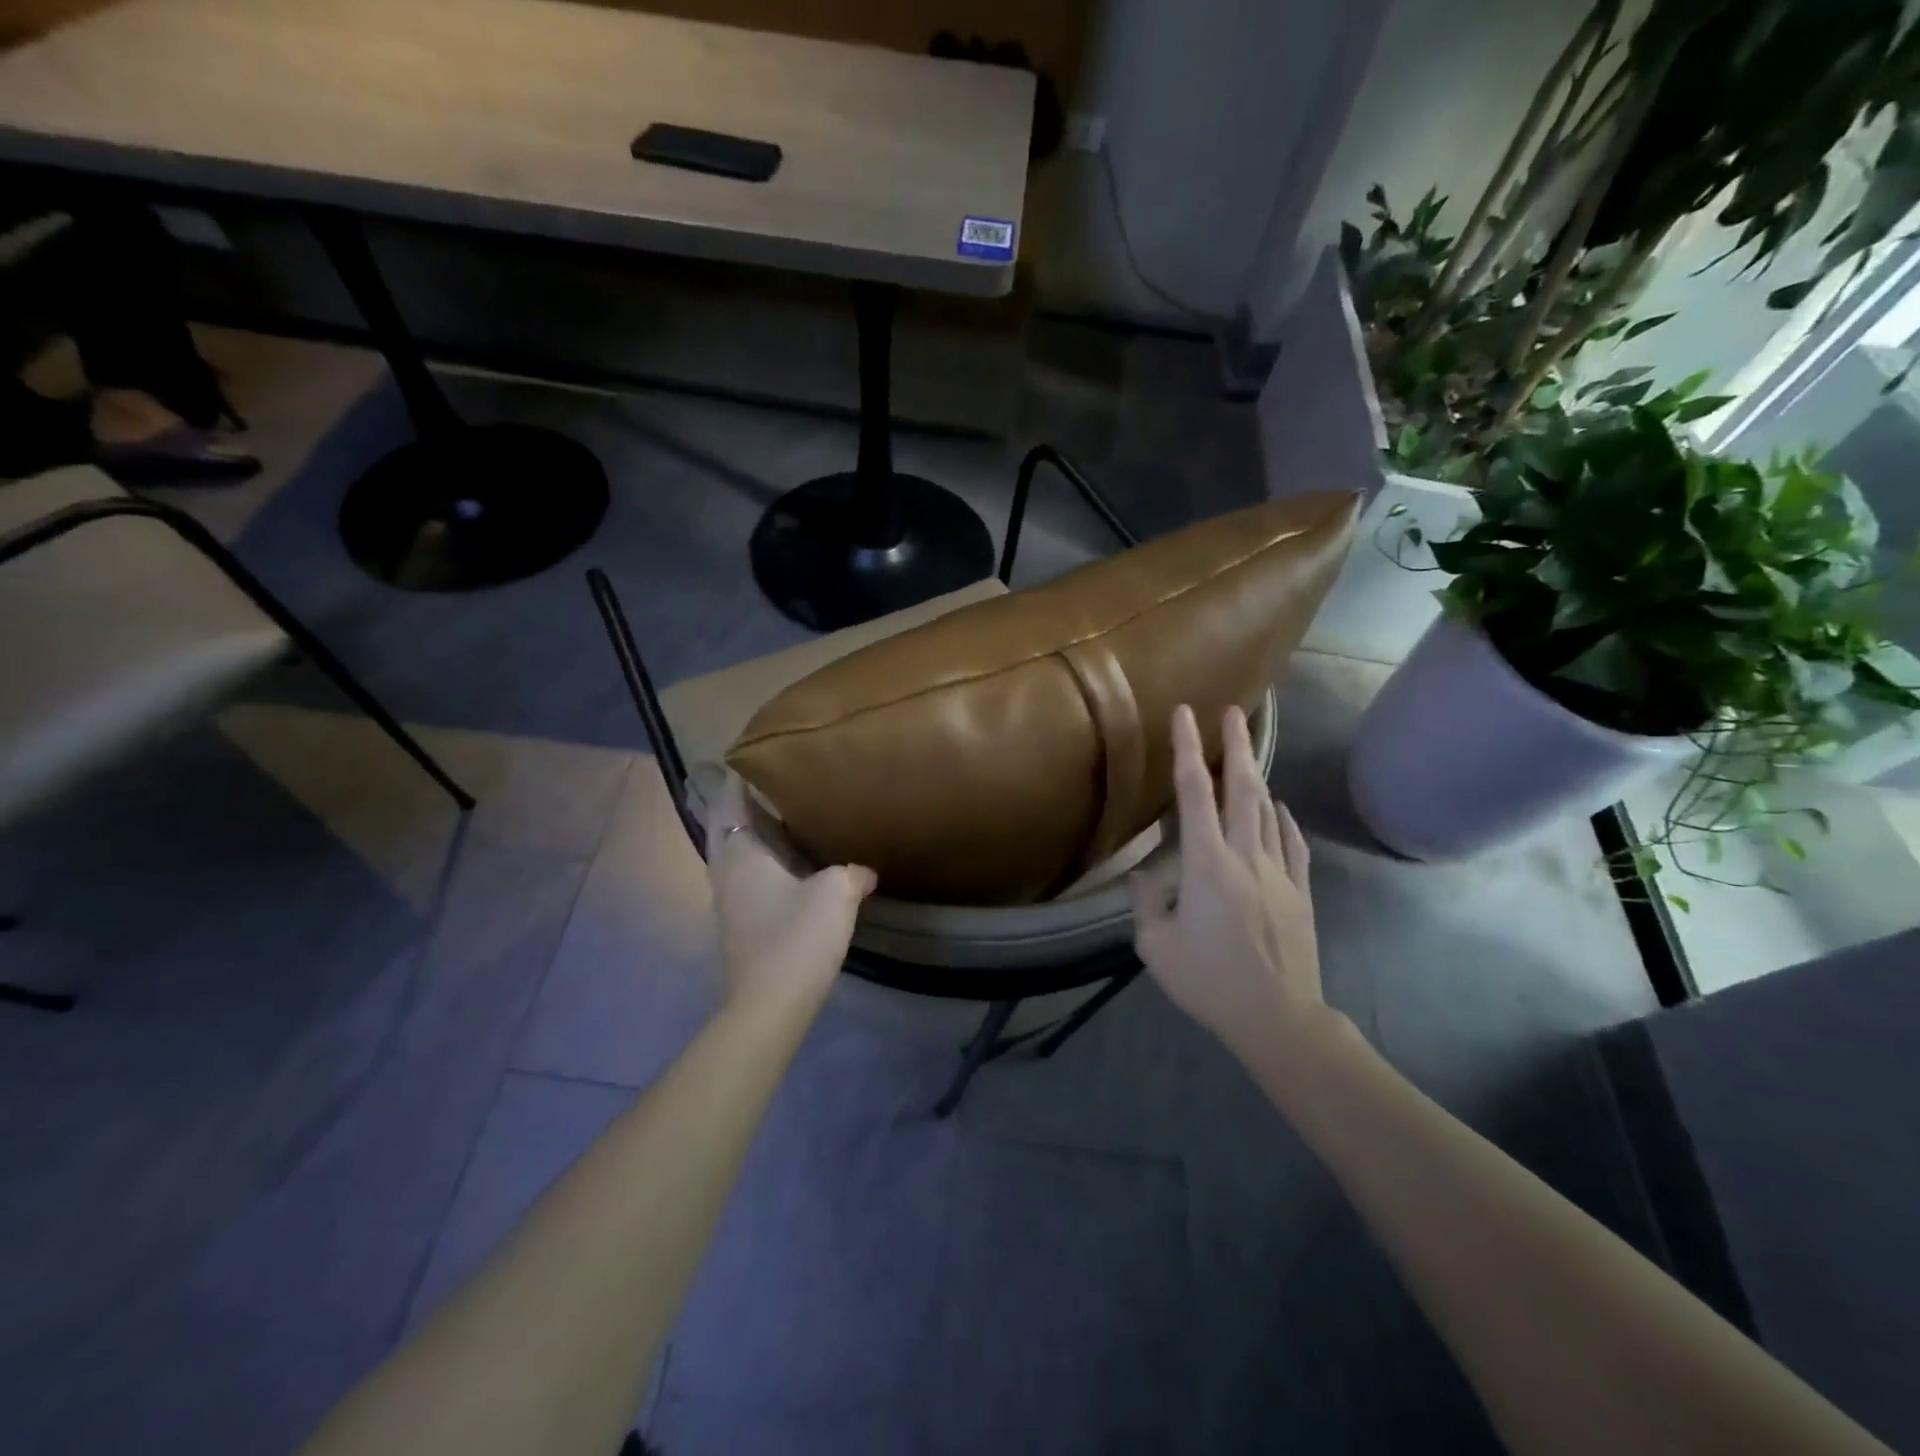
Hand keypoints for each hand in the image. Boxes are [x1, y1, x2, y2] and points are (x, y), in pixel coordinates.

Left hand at [706, 775, 876, 1012]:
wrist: (771, 1004)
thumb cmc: (797, 936)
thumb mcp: (836, 893)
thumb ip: (852, 873)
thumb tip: (864, 871)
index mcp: (741, 854)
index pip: (730, 803)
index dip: (737, 779)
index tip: (750, 758)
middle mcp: (726, 871)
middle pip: (723, 826)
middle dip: (737, 803)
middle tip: (766, 783)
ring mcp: (729, 901)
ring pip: (732, 853)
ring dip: (748, 833)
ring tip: (779, 817)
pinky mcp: (740, 924)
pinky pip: (744, 877)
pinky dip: (759, 860)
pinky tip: (787, 865)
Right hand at [1132, 704, 1327, 1067]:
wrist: (1278, 1018)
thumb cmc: (1209, 981)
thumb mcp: (1155, 945)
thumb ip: (1147, 901)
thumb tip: (1148, 874)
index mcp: (1207, 864)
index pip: (1194, 794)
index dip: (1186, 750)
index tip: (1185, 714)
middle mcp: (1246, 856)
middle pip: (1242, 789)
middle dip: (1236, 746)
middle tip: (1234, 712)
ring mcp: (1278, 872)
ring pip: (1268, 811)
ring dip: (1256, 777)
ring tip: (1247, 753)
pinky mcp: (1300, 893)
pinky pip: (1292, 844)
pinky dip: (1284, 820)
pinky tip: (1280, 809)